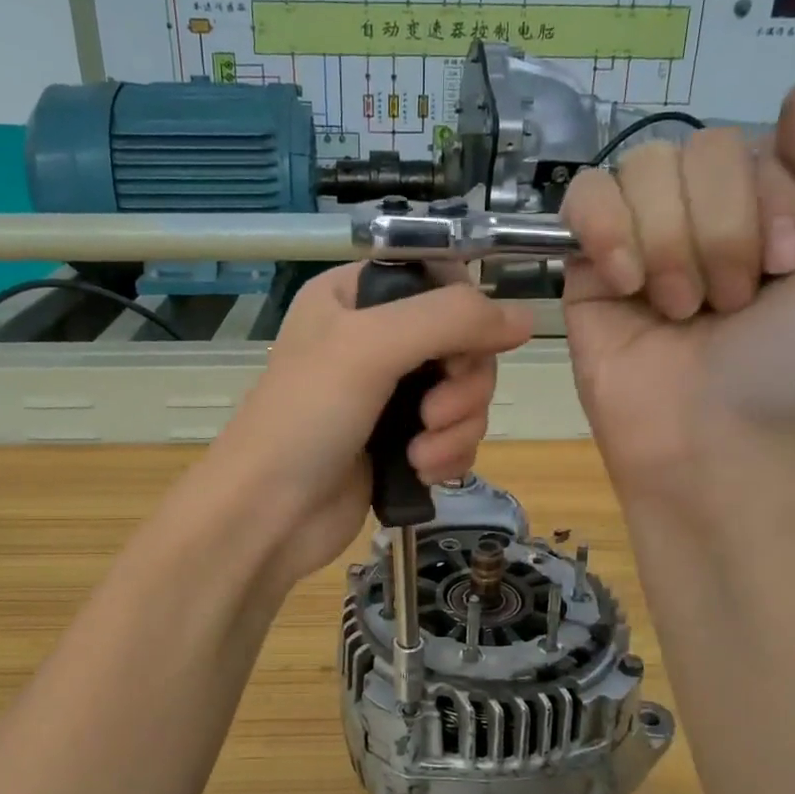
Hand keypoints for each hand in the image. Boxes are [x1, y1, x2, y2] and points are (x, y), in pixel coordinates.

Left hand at [207, 264, 532, 586]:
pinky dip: (449, 454)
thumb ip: (451, 319)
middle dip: (462, 384)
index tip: (464, 345)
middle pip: (463, 341)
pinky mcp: (402, 443)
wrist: (268, 515)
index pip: (439, 278)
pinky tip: (424, 474)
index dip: (465, 310)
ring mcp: (389, 395)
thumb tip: (526, 317)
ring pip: (465, 393)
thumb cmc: (305, 418)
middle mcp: (375, 339)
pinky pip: (456, 434)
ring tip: (421, 455)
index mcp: (356, 297)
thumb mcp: (371, 347)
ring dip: (457, 427)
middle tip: (433, 416)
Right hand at [560, 80, 794, 504]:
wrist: (709, 441)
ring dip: (671, 245)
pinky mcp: (586, 266)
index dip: (771, 202)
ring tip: (677, 310)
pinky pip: (585, 196)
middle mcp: (703, 213)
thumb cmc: (791, 369)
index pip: (760, 142)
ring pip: (645, 169)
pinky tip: (624, 283)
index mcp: (770, 207)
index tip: (780, 272)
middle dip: (722, 232)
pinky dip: (608, 230)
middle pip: (700, 149)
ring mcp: (640, 237)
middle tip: (726, 306)